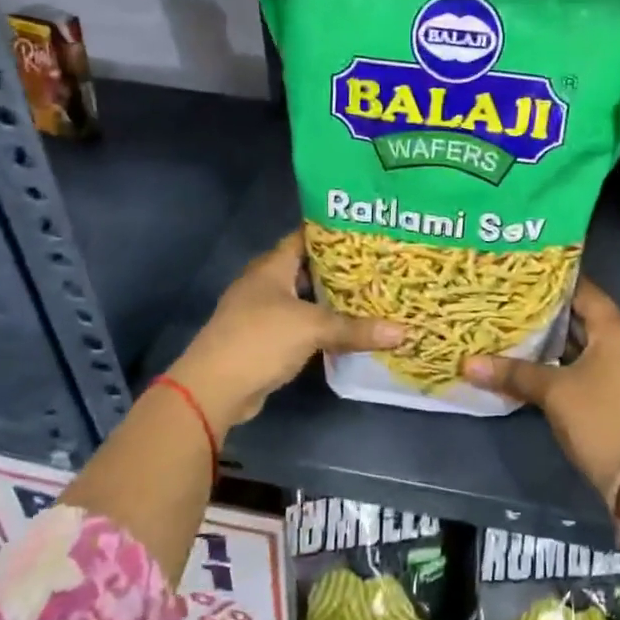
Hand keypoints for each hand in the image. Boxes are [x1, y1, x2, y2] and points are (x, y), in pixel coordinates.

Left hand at [169, 228, 403, 429]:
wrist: (215, 388)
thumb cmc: (260, 340)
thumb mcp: (312, 328)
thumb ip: (355, 329)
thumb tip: (404, 332)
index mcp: (271, 267)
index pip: (304, 237)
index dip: (334, 232)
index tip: (368, 231)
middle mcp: (265, 284)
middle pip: (307, 268)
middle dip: (340, 268)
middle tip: (378, 265)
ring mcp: (263, 312)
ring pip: (305, 299)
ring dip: (331, 300)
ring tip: (371, 294)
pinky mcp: (265, 339)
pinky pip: (300, 324)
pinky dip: (322, 325)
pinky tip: (348, 329)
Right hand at [463, 277, 619, 499]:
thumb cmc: (598, 420)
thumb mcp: (553, 393)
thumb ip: (513, 373)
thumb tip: (468, 364)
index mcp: (619, 330)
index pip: (586, 292)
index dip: (555, 284)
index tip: (525, 277)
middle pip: (591, 317)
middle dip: (555, 314)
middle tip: (518, 304)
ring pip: (597, 343)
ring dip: (565, 340)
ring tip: (527, 331)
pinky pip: (604, 362)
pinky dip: (579, 360)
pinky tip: (550, 364)